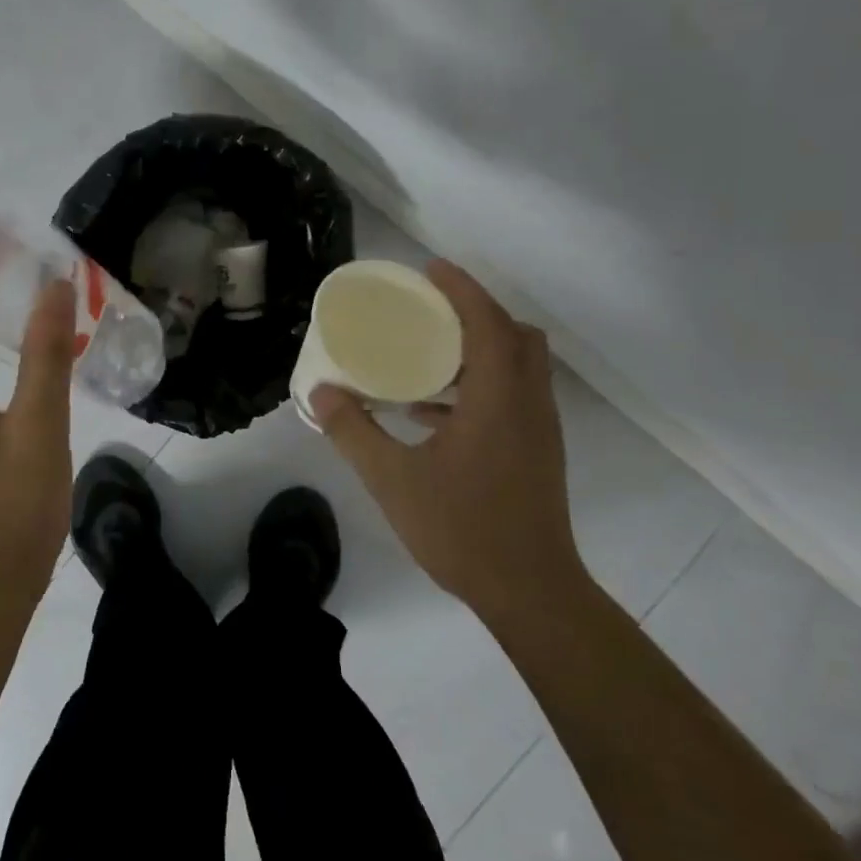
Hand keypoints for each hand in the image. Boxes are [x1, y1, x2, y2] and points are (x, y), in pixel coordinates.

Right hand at [311, 259, 586, 618]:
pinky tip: (432, 412)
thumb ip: (353, 431)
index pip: (487, 321)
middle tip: (430, 312)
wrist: (529, 591)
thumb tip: (321, 393)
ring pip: (518, 367)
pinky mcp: (536, 452)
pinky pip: (512, 397)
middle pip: (515, 336)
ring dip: (479, 350)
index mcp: (499, 398)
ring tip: (426, 355)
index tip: (429, 269)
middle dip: (476, 313)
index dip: (461, 288)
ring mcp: (538, 429)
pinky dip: (479, 386)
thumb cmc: (462, 529)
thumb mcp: (392, 479)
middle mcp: (528, 403)